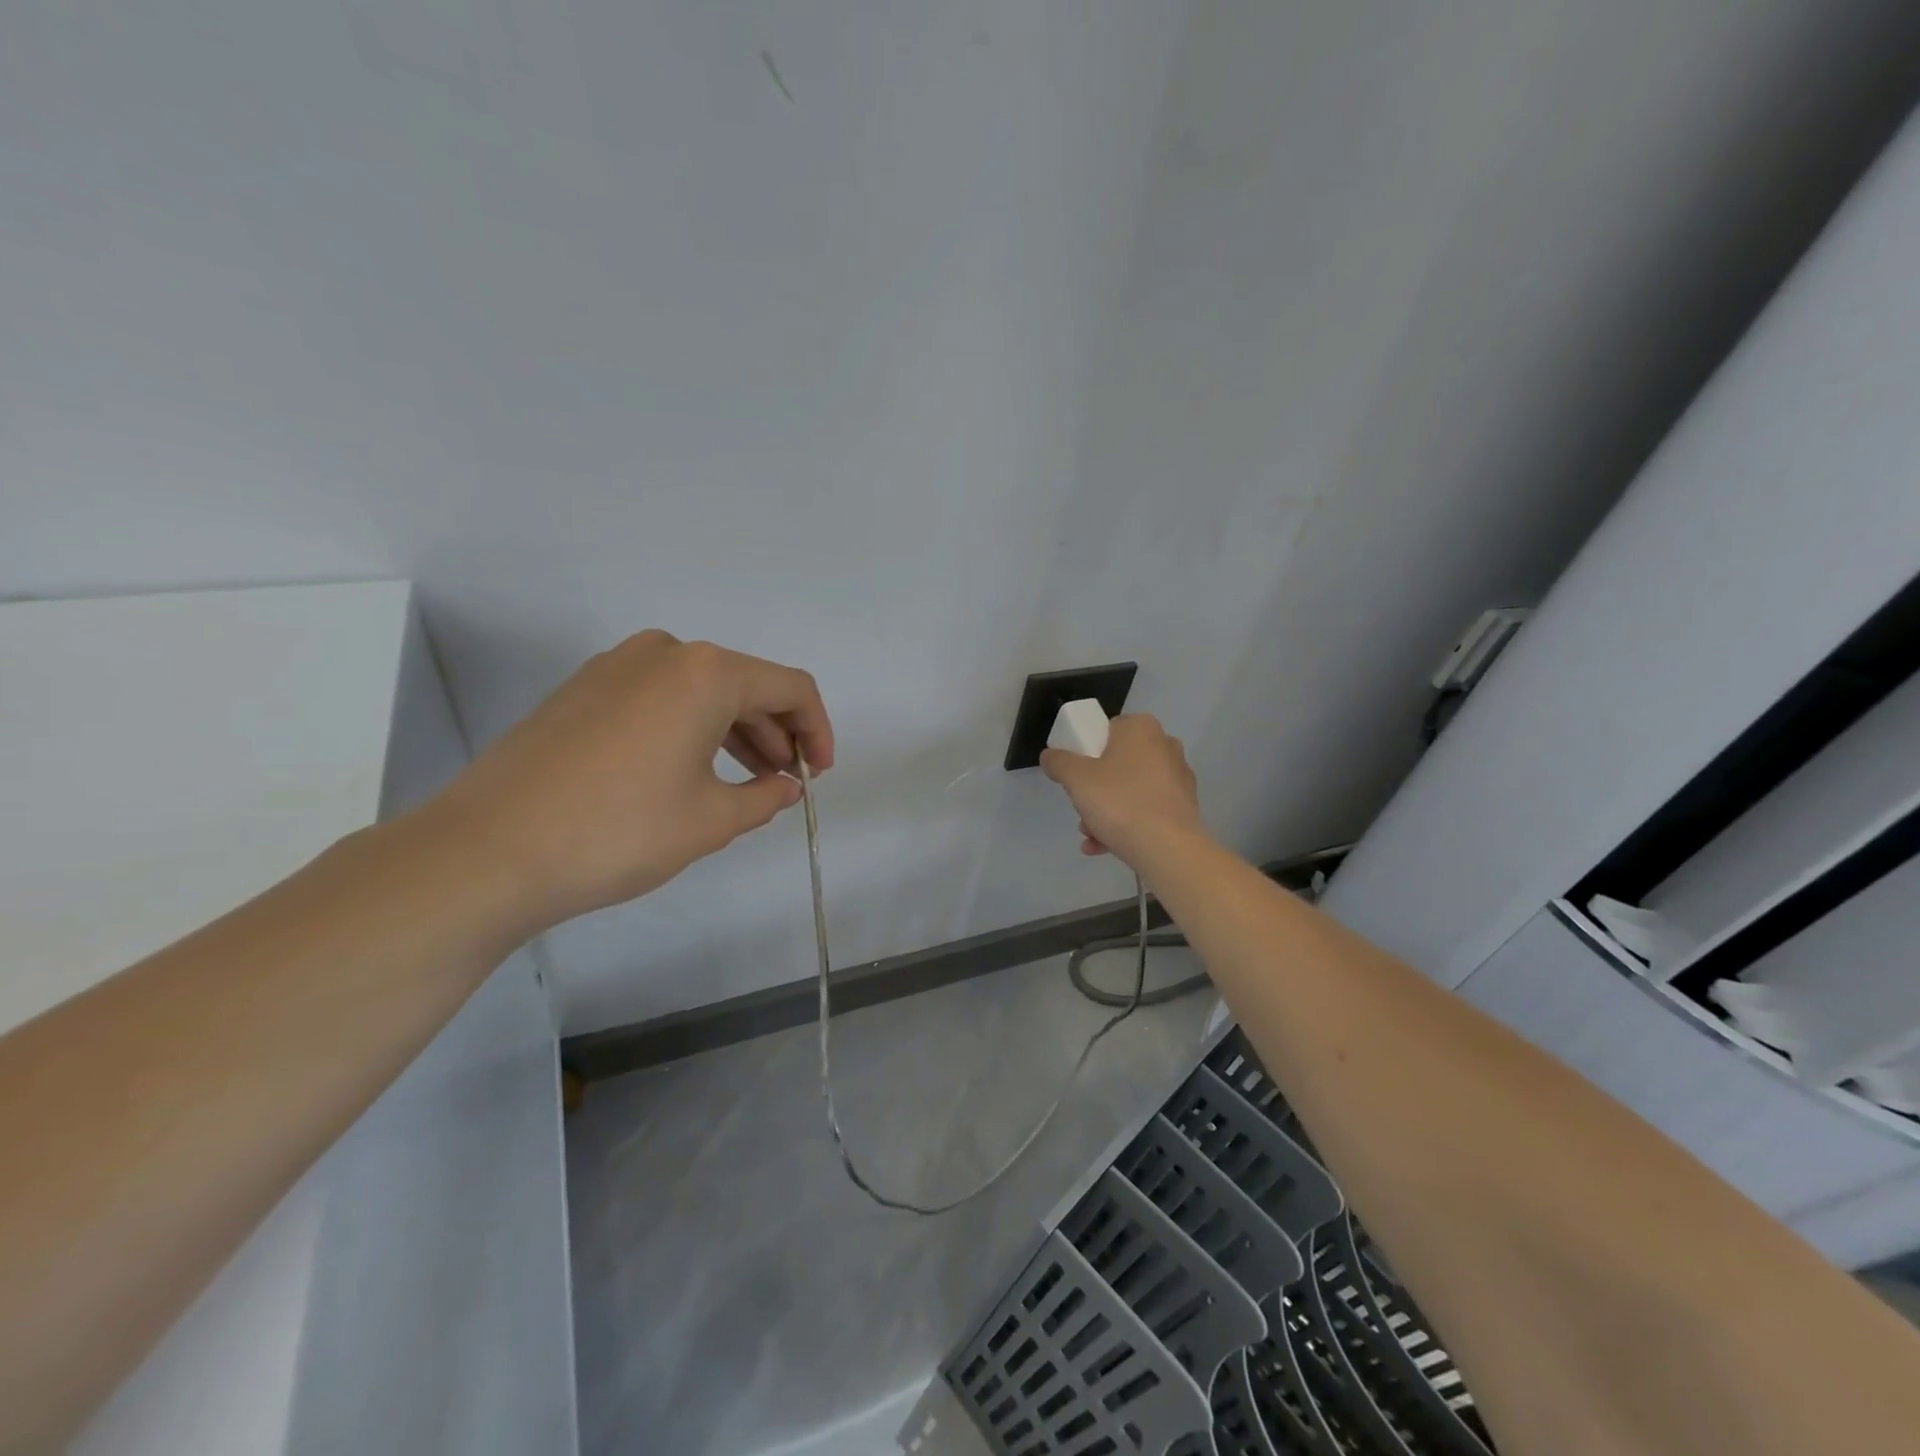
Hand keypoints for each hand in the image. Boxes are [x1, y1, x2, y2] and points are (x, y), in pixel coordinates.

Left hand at [427, 631, 833, 933]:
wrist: (486, 852)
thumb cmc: (619, 831)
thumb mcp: (711, 820)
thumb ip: (765, 797)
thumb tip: (786, 787)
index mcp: (706, 673)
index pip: (790, 688)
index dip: (817, 730)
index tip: (818, 775)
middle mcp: (664, 654)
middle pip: (745, 683)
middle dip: (776, 732)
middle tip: (784, 782)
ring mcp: (615, 667)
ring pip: (701, 691)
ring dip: (735, 731)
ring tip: (744, 782)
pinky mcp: (582, 690)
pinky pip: (660, 698)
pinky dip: (691, 728)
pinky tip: (691, 771)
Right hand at [1039, 714, 1205, 872]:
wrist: (1168, 849)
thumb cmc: (1119, 802)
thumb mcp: (1075, 778)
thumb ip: (1058, 761)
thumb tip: (1051, 756)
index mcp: (1141, 728)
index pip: (1105, 731)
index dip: (1085, 753)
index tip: (1075, 778)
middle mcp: (1165, 746)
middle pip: (1116, 764)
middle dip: (1094, 790)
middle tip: (1082, 809)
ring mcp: (1178, 777)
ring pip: (1129, 790)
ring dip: (1105, 812)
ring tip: (1091, 836)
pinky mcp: (1184, 807)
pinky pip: (1146, 810)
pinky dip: (1125, 824)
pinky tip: (1104, 846)